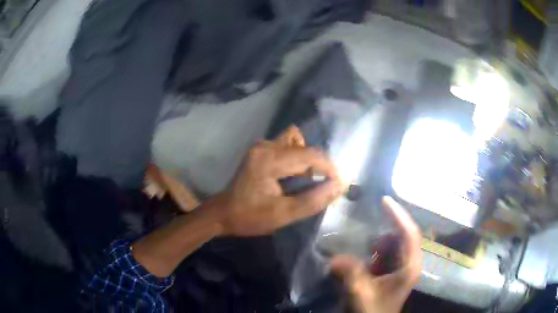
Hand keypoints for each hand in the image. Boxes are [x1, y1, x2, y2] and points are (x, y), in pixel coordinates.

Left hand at [211, 126, 344, 236]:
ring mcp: (261, 147)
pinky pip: (286, 146)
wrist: (223, 214)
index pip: (309, 155)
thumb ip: (313, 200)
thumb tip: (339, 186)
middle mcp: (265, 147)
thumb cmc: (250, 216)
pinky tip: (293, 175)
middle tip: (321, 184)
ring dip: (305, 158)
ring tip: (306, 179)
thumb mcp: (283, 214)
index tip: (338, 183)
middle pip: (303, 145)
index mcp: (269, 160)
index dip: (328, 167)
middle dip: (317, 164)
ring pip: (294, 141)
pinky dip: (296, 158)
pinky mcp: (259, 151)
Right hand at [331, 197, 421, 312]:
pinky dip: (377, 248)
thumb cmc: (374, 310)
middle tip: (371, 216)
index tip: (385, 200)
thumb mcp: (361, 293)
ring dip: (381, 239)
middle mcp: (410, 263)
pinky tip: (366, 252)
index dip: (398, 215)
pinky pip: (388, 252)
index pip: (409, 234)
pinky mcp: (394, 271)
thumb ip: (350, 274)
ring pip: (395, 243)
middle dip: (388, 226)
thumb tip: (334, 258)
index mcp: (409, 266)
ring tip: (367, 239)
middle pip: (404, 235)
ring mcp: (402, 267)